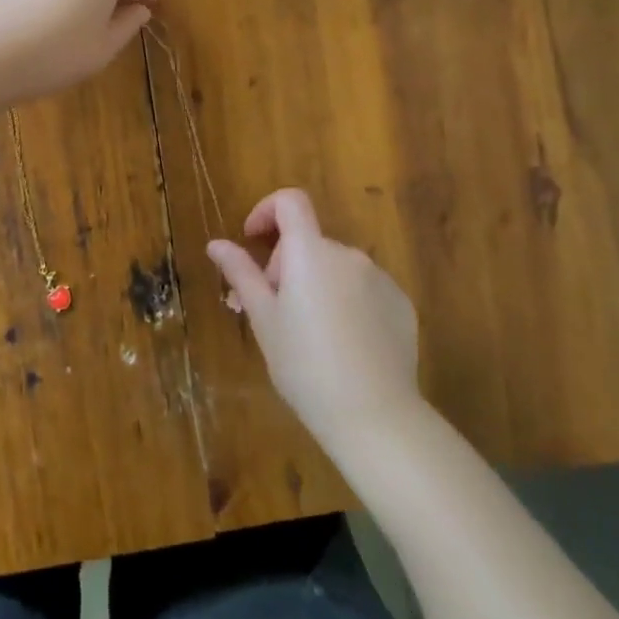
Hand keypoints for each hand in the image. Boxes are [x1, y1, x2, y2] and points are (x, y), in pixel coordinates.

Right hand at [207, 189, 420, 451]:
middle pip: (309, 242)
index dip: (267, 210)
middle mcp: (348, 254)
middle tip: (273, 312)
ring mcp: (380, 278)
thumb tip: (217, 244)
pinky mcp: (401, 304)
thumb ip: (241, 274)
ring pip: (336, 268)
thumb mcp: (263, 320)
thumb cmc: (305, 366)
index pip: (290, 201)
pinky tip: (344, 345)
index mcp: (310, 252)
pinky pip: (365, 289)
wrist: (374, 417)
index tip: (253, 240)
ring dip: (317, 284)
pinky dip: (347, 302)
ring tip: (310, 335)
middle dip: (286, 266)